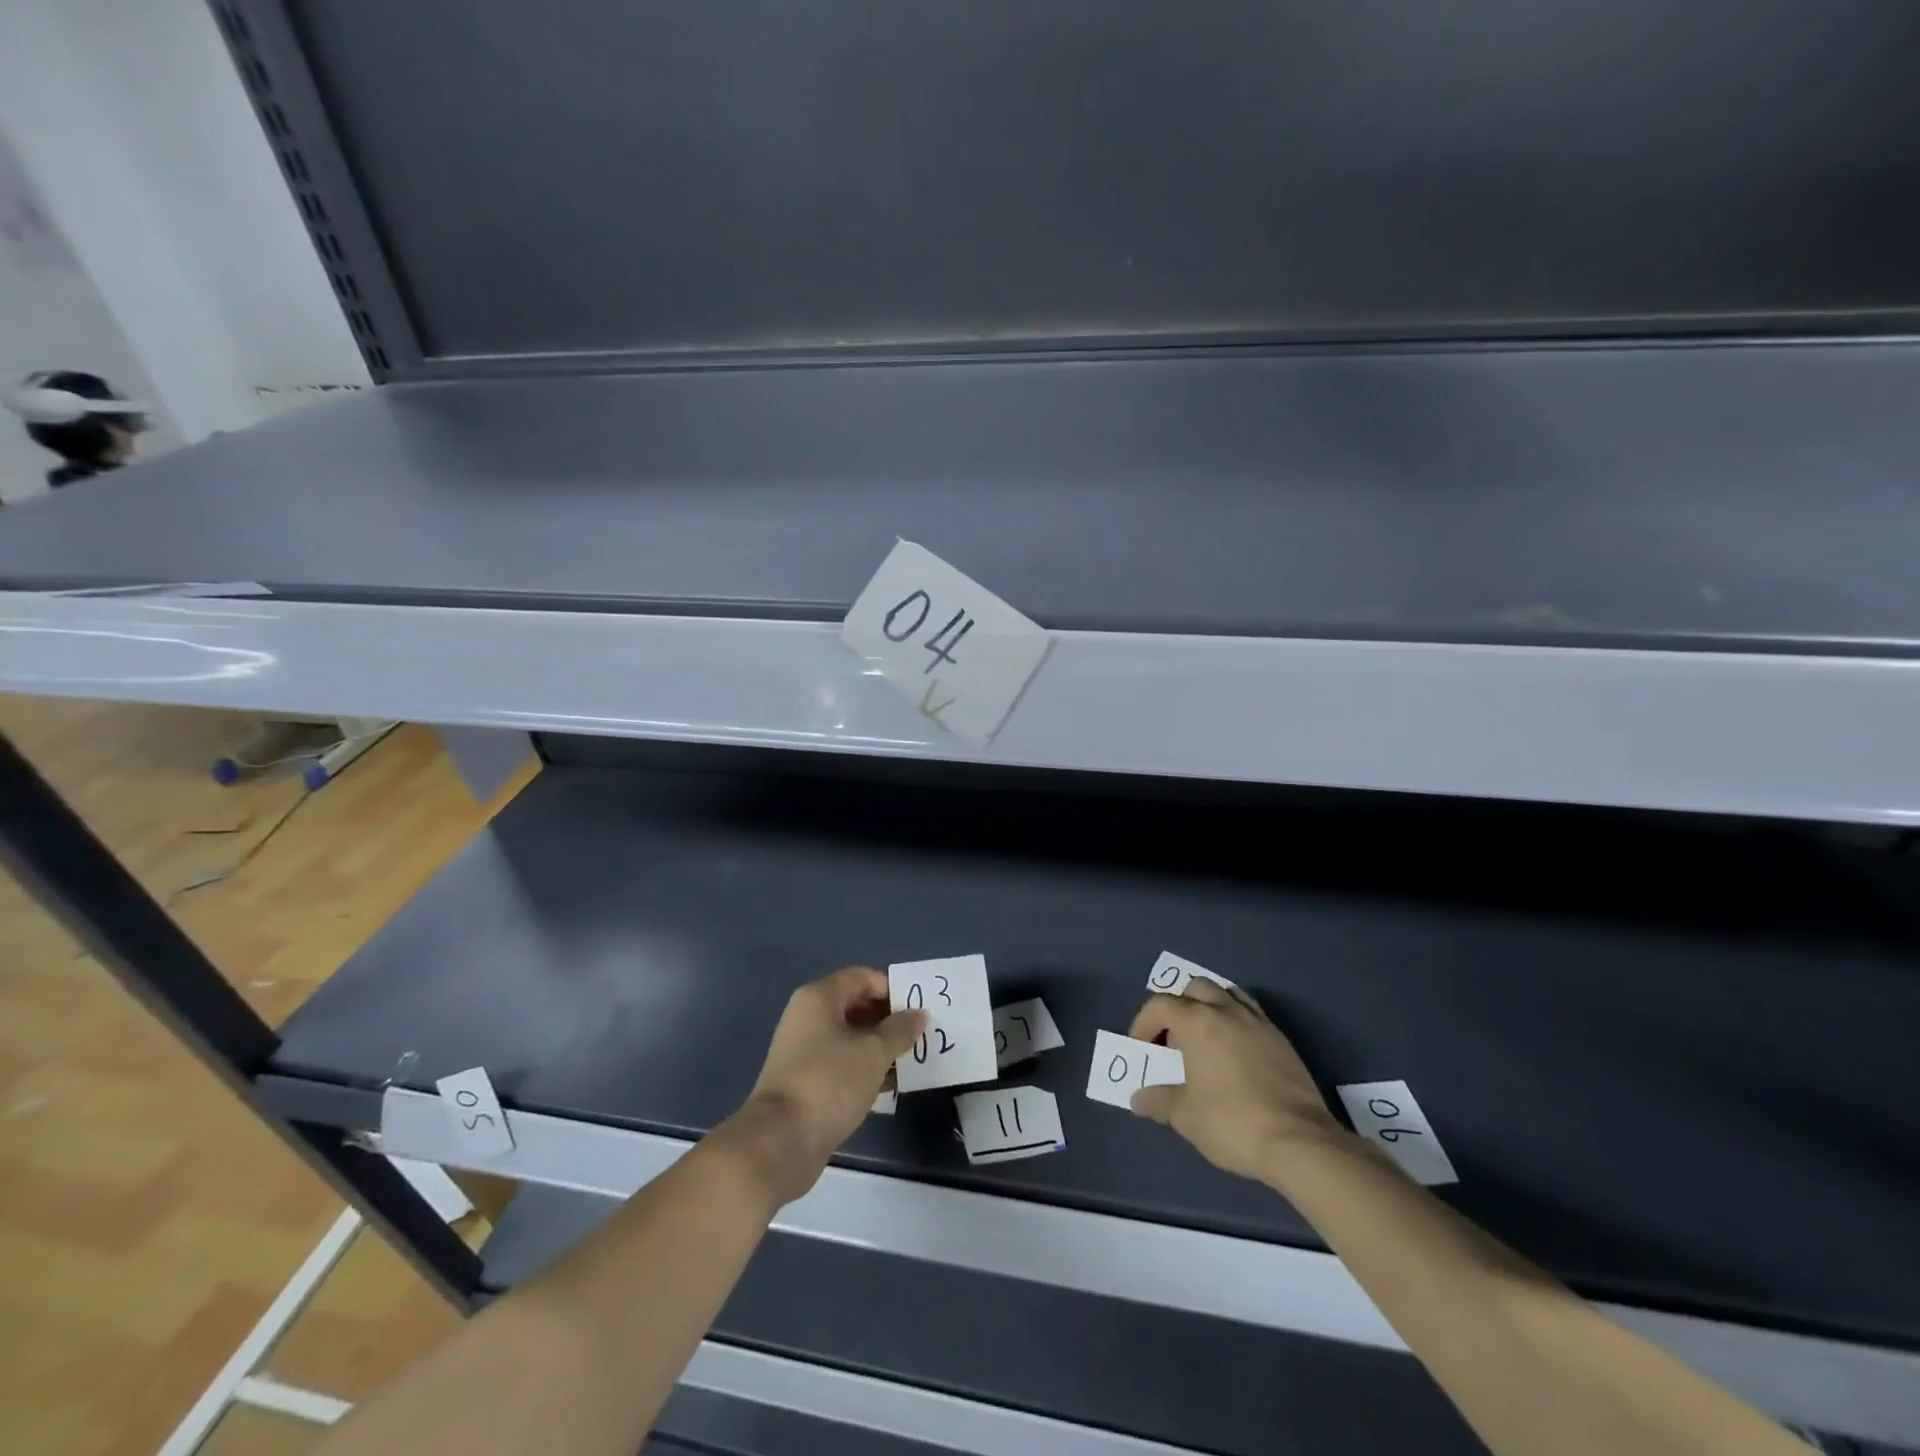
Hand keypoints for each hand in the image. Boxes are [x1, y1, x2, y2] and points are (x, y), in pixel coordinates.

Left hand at [725, 966, 923, 1205]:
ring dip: (880, 1046)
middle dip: (889, 1019)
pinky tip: (890, 1084)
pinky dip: (865, 1069)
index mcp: (819, 998)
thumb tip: (918, 1014)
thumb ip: (900, 1030)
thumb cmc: (829, 1082)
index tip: (917, 1010)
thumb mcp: (873, 1053)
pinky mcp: (806, 1081)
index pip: (862, 977)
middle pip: (856, 1005)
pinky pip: (842, 1063)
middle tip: (919, 1035)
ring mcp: (804, 1050)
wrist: (780, 1142)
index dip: (891, 989)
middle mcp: (808, 1017)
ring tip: (910, 1060)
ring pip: (851, 1037)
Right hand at [1128, 979, 1345, 1182]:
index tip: (1140, 1048)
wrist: (1299, 1142)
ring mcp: (1258, 1022)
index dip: (1143, 1023)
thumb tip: (1139, 1099)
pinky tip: (1236, 1054)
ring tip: (1205, 1040)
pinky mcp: (1282, 1040)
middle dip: (1178, 1008)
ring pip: (1227, 994)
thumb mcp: (1184, 1116)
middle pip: (1194, 988)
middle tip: (1174, 1042)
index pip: (1160, 1004)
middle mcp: (1227, 1011)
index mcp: (1197, 1021)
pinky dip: (1236, 1022)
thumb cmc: (1231, 1122)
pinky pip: (1252, 1014)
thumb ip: (1158, 1101)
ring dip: (1210, 1008)